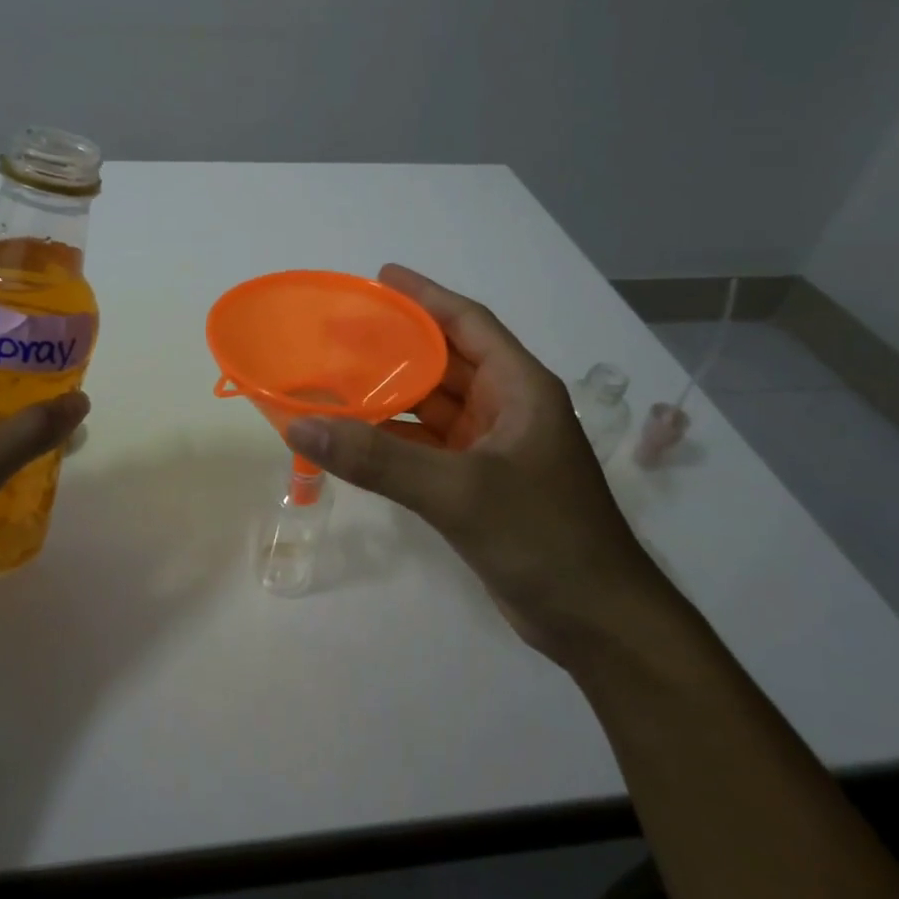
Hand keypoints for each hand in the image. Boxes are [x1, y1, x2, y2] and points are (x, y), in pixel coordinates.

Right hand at [286, 264, 665, 662]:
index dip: (426, 296)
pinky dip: (394, 439)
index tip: (380, 277)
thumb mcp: (459, 491)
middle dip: (396, 345)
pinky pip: (428, 446)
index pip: (469, 323)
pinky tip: (356, 435)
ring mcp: (494, 449)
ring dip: (390, 394)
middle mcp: (509, 409)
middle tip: (339, 331)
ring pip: (433, 407)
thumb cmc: (542, 536)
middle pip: (446, 362)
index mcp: (521, 388)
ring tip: (335, 377)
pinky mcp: (480, 485)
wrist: (596, 621)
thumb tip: (301, 426)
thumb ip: (379, 458)